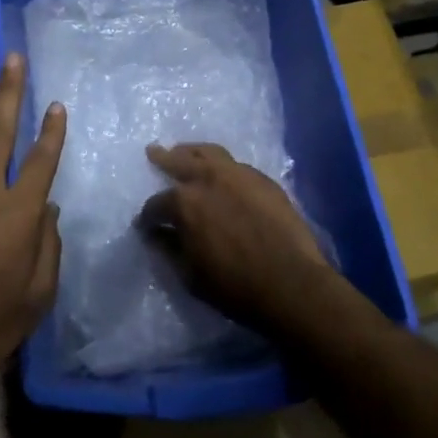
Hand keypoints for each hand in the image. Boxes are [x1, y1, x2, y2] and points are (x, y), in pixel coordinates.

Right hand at [138, 144, 330, 332]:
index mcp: (184, 203)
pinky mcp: (263, 179)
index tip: (146, 224)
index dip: (148, 216)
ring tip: (185, 151)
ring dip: (192, 151)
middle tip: (153, 151)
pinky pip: (235, 164)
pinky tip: (220, 173)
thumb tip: (155, 234)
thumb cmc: (234, 286)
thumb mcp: (190, 275)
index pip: (156, 204)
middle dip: (163, 158)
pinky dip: (221, 165)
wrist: (291, 283)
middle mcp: (208, 178)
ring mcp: (238, 174)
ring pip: (210, 153)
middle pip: (179, 161)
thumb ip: (168, 249)